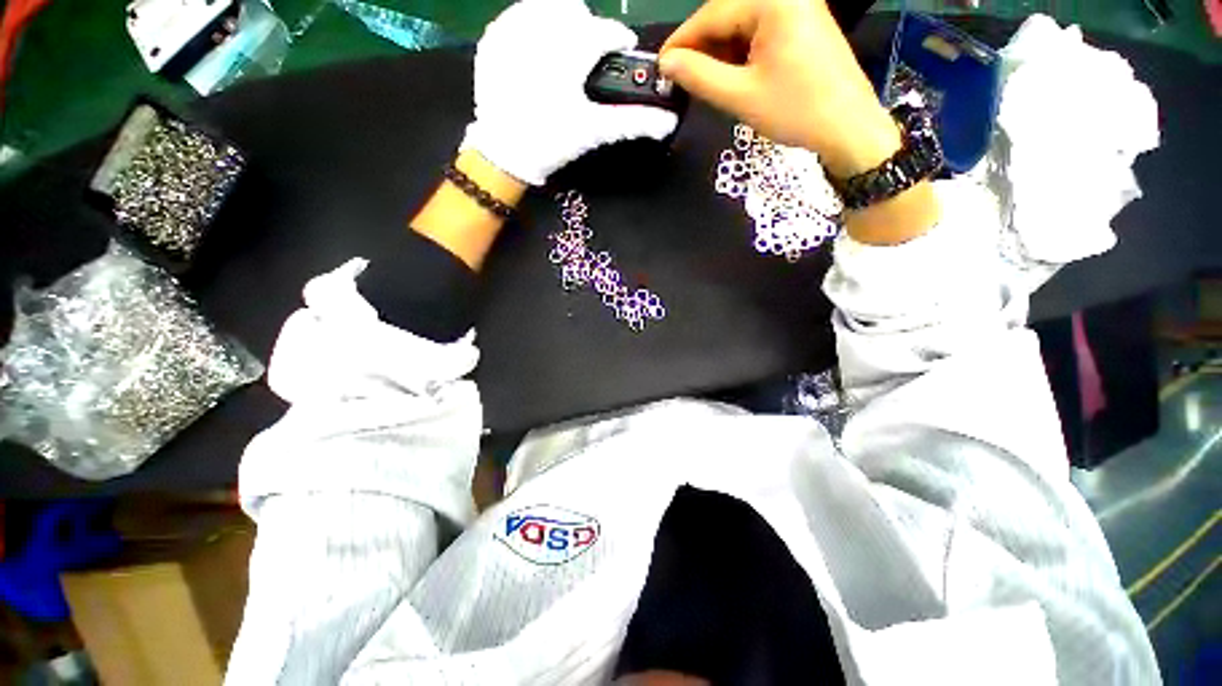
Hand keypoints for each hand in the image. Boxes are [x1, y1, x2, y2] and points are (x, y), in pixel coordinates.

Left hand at [462, 0, 678, 185]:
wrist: (504, 155)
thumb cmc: (552, 142)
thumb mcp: (593, 131)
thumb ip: (633, 121)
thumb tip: (668, 122)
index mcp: (569, 50)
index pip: (605, 31)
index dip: (618, 41)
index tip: (621, 52)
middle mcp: (540, 29)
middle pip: (576, 11)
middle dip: (587, 31)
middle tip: (587, 62)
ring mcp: (511, 30)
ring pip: (546, 6)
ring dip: (561, 26)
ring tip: (562, 56)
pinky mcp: (493, 38)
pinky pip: (518, 16)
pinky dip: (533, 28)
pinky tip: (536, 54)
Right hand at [660, 0, 899, 178]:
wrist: (848, 126)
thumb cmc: (796, 110)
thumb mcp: (740, 96)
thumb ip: (699, 76)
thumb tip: (668, 64)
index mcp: (773, 0)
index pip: (712, 13)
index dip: (682, 42)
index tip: (660, 67)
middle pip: (728, 16)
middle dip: (702, 49)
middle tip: (681, 81)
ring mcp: (797, 7)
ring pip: (742, 25)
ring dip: (720, 53)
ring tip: (706, 84)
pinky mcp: (802, 24)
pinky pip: (760, 32)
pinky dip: (741, 54)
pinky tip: (733, 77)